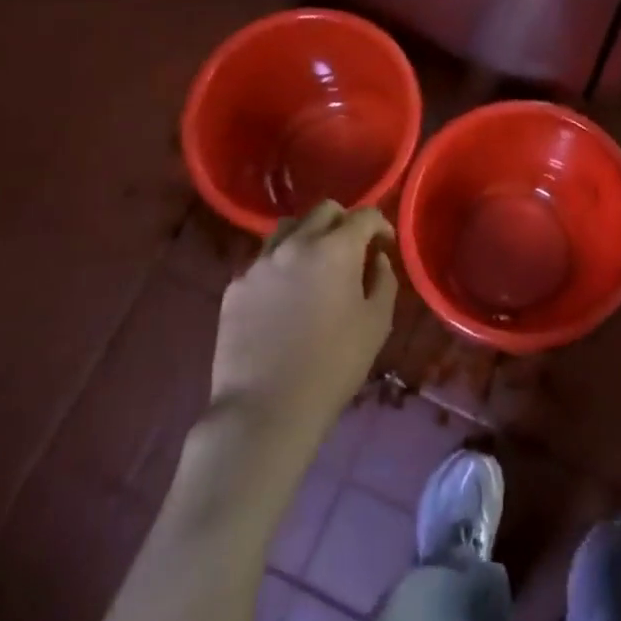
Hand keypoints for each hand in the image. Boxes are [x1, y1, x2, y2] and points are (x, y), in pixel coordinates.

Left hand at [210, 202, 396, 454]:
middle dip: (344, 222)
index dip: (380, 224)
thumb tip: (377, 258)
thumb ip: (383, 280)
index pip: (364, 215)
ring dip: (308, 236)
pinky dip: (280, 265)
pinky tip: (285, 296)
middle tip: (352, 250)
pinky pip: (263, 261)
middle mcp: (295, 243)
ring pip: (288, 228)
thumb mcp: (377, 323)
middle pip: (324, 210)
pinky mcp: (235, 286)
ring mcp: (260, 263)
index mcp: (335, 248)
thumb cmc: (333, 365)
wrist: (266, 409)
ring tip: (314, 265)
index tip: (385, 243)